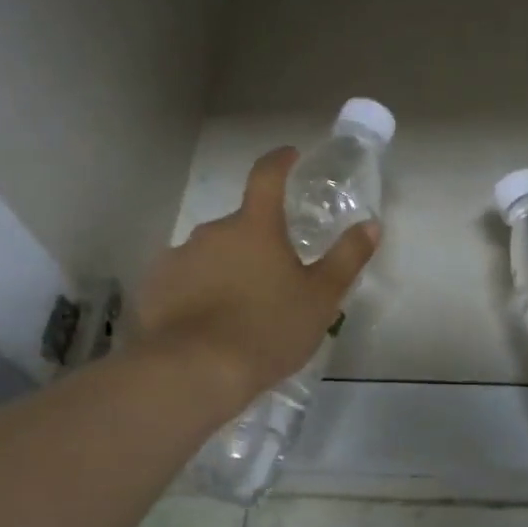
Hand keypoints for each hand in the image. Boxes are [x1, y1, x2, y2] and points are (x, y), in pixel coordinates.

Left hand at [136, 147, 378, 406]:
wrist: (195, 371)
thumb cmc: (268, 329)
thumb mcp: (321, 298)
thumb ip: (346, 258)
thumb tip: (371, 225)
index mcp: (255, 226)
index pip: (267, 176)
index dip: (280, 161)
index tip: (290, 155)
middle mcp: (213, 231)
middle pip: (241, 225)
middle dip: (258, 242)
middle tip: (275, 276)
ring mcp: (179, 258)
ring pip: (211, 254)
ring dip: (227, 268)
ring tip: (241, 309)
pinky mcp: (155, 287)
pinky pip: (184, 280)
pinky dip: (198, 291)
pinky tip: (208, 323)